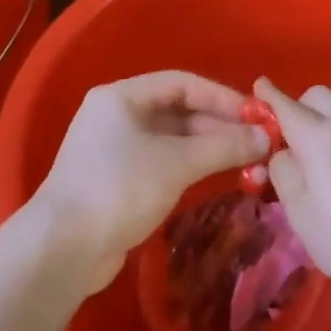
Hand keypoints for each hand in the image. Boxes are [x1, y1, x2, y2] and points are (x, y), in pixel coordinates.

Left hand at [35, 71, 270, 291]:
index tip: (255, 114)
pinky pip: (165, 162)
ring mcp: (118, 150)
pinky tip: (221, 176)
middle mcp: (118, 116)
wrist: (64, 248)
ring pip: (174, 140)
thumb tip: (266, 138)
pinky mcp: (121, 180)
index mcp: (122, 97)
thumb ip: (223, 147)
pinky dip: (193, 166)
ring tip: (249, 160)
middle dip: (219, 126)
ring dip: (210, 148)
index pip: (181, 83)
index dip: (221, 96)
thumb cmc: (119, 188)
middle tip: (258, 142)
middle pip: (178, 111)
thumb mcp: (176, 163)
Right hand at [256, 77, 330, 316]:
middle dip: (298, 107)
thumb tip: (284, 154)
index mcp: (318, 135)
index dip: (268, 96)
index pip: (286, 104)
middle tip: (285, 142)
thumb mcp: (300, 212)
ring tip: (309, 167)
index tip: (257, 87)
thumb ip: (284, 173)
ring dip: (319, 124)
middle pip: (317, 97)